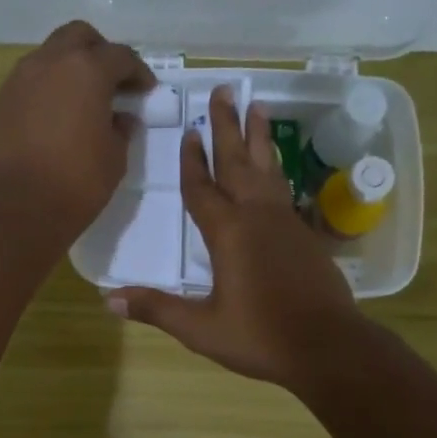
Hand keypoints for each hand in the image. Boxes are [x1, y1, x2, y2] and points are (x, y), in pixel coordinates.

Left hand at [0, 20, 153, 235]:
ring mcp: (14, 83)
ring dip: (63, 72)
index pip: (120, 56)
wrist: (17, 208)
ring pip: (44, 59)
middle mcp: (47, 64)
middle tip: (109, 80)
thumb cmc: (78, 182)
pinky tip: (44, 126)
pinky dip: (38, 98)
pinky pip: (21, 91)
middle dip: (97, 52)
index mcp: (86, 71)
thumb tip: (119, 118)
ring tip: (75, 102)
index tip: (145, 90)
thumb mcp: (114, 158)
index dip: (137, 71)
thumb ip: (120, 129)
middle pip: (76, 37)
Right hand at [111, 86, 362, 389]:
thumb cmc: (261, 338)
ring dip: (258, 137)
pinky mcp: (304, 234)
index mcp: (228, 234)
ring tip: (256, 106)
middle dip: (227, 126)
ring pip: (267, 168)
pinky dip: (274, 167)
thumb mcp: (202, 329)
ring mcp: (285, 222)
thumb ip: (157, 310)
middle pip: (237, 162)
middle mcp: (257, 217)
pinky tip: (274, 165)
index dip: (191, 160)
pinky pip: (283, 188)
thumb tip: (108, 300)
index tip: (189, 130)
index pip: (202, 188)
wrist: (328, 347)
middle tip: (224, 90)